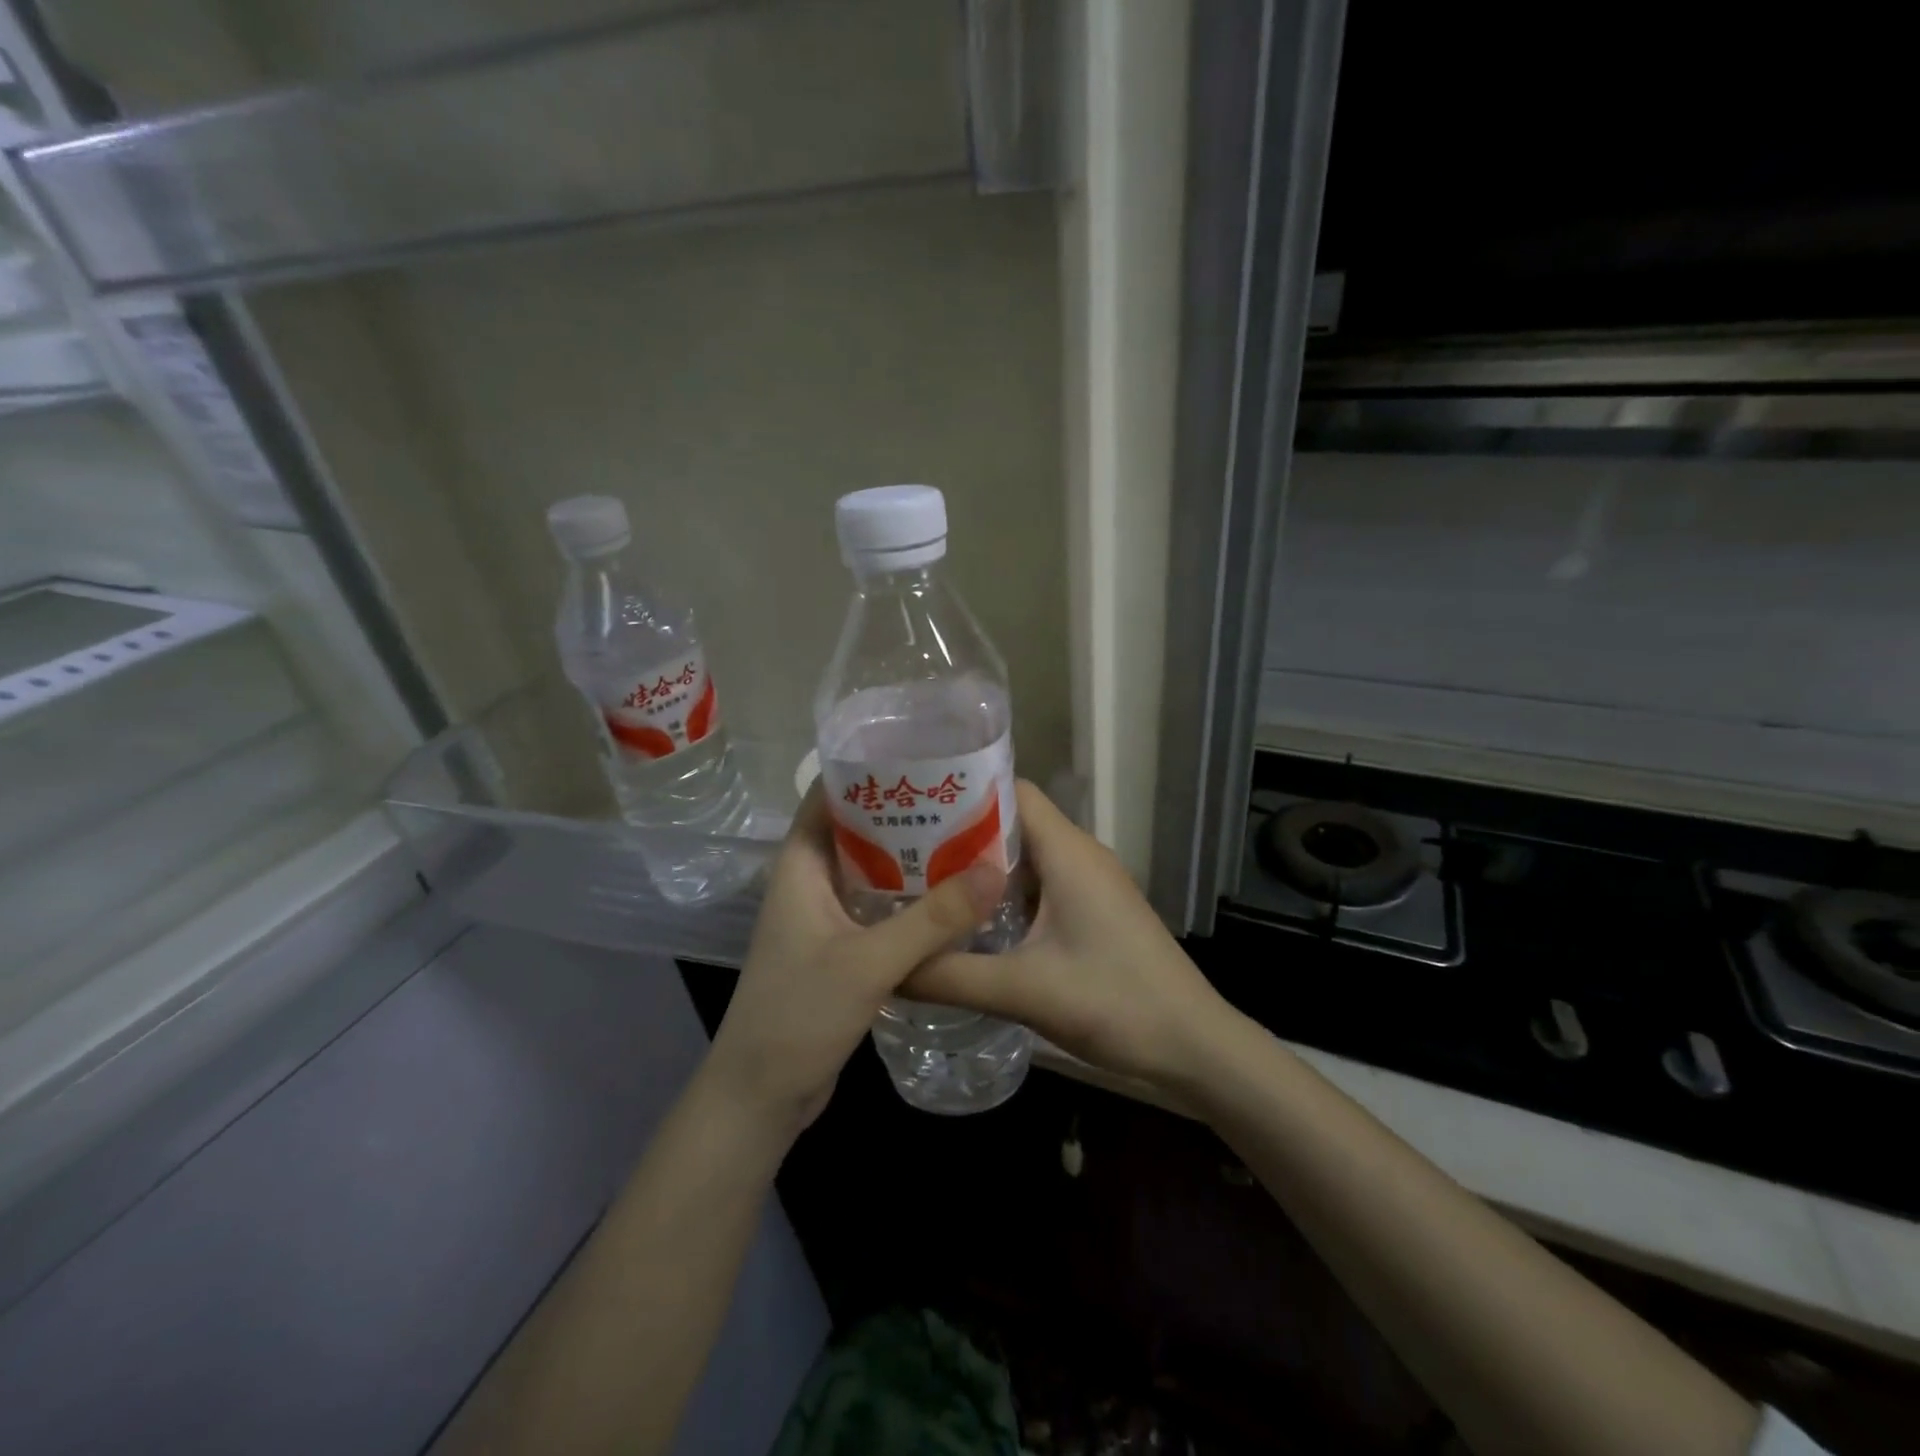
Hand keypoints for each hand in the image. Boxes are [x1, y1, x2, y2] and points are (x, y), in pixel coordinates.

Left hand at [704, 785, 1006, 1137]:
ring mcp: (824, 918)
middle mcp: (811, 883)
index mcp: (801, 866)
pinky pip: (879, 909)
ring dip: (911, 857)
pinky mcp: (840, 949)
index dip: (868, 771)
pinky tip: (952, 898)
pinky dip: (910, 898)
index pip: (828, 796)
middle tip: (962, 799)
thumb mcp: (868, 962)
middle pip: (857, 830)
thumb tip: (994, 869)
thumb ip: (932, 919)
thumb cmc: (798, 1015)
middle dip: (903, 813)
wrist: (760, 1096)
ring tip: (968, 838)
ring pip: (872, 871)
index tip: (921, 756)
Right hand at [902, 781, 1231, 1091]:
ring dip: (978, 868)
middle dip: (958, 833)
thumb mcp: (1024, 991)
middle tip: (900, 853)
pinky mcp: (1092, 910)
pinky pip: (1039, 885)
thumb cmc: (1117, 1004)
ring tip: (921, 884)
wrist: (1193, 1045)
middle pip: (1011, 821)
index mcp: (1068, 851)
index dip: (962, 793)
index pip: (1010, 790)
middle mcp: (1079, 854)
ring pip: (1024, 856)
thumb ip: (950, 976)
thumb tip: (886, 967)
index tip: (913, 808)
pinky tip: (967, 922)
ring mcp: (1089, 883)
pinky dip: (1002, 895)